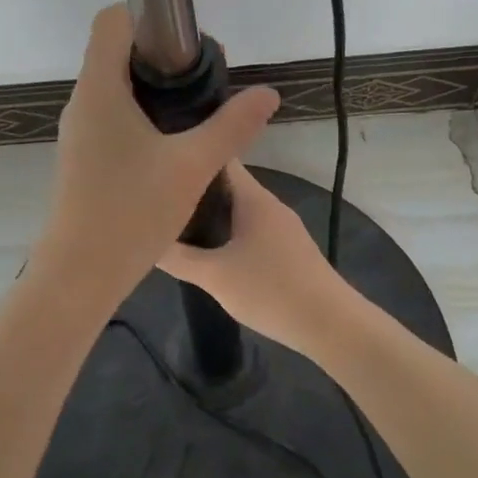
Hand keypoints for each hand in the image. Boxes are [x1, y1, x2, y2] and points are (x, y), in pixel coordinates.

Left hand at [34, 6, 279, 297]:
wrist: (80, 273)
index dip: (148, 16)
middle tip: (203, 81)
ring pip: (113, 88)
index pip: (111, 20)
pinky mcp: (81, 157)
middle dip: (160, 57)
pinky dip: (139, 117)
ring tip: (193, 114)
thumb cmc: (132, 210)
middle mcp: (81, 102)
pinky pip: (110, 117)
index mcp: (99, 88)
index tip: (188, 43)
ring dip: (151, 90)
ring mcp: (77, 131)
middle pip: (115, 52)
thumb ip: (233, 125)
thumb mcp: (194, 165)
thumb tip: (268, 94)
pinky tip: (169, 147)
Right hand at [157, 162, 350, 354]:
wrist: (332, 325)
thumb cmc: (271, 291)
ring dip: (209, 214)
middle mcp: (268, 204)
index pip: (220, 157)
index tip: (161, 157)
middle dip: (192, 187)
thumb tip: (145, 240)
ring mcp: (281, 227)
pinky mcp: (287, 250)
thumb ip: (176, 257)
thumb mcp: (214, 276)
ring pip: (237, 210)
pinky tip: (208, 251)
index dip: (191, 151)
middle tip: (155, 195)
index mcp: (253, 197)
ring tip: (173, 221)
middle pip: (225, 184)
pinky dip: (226, 233)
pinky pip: (248, 229)